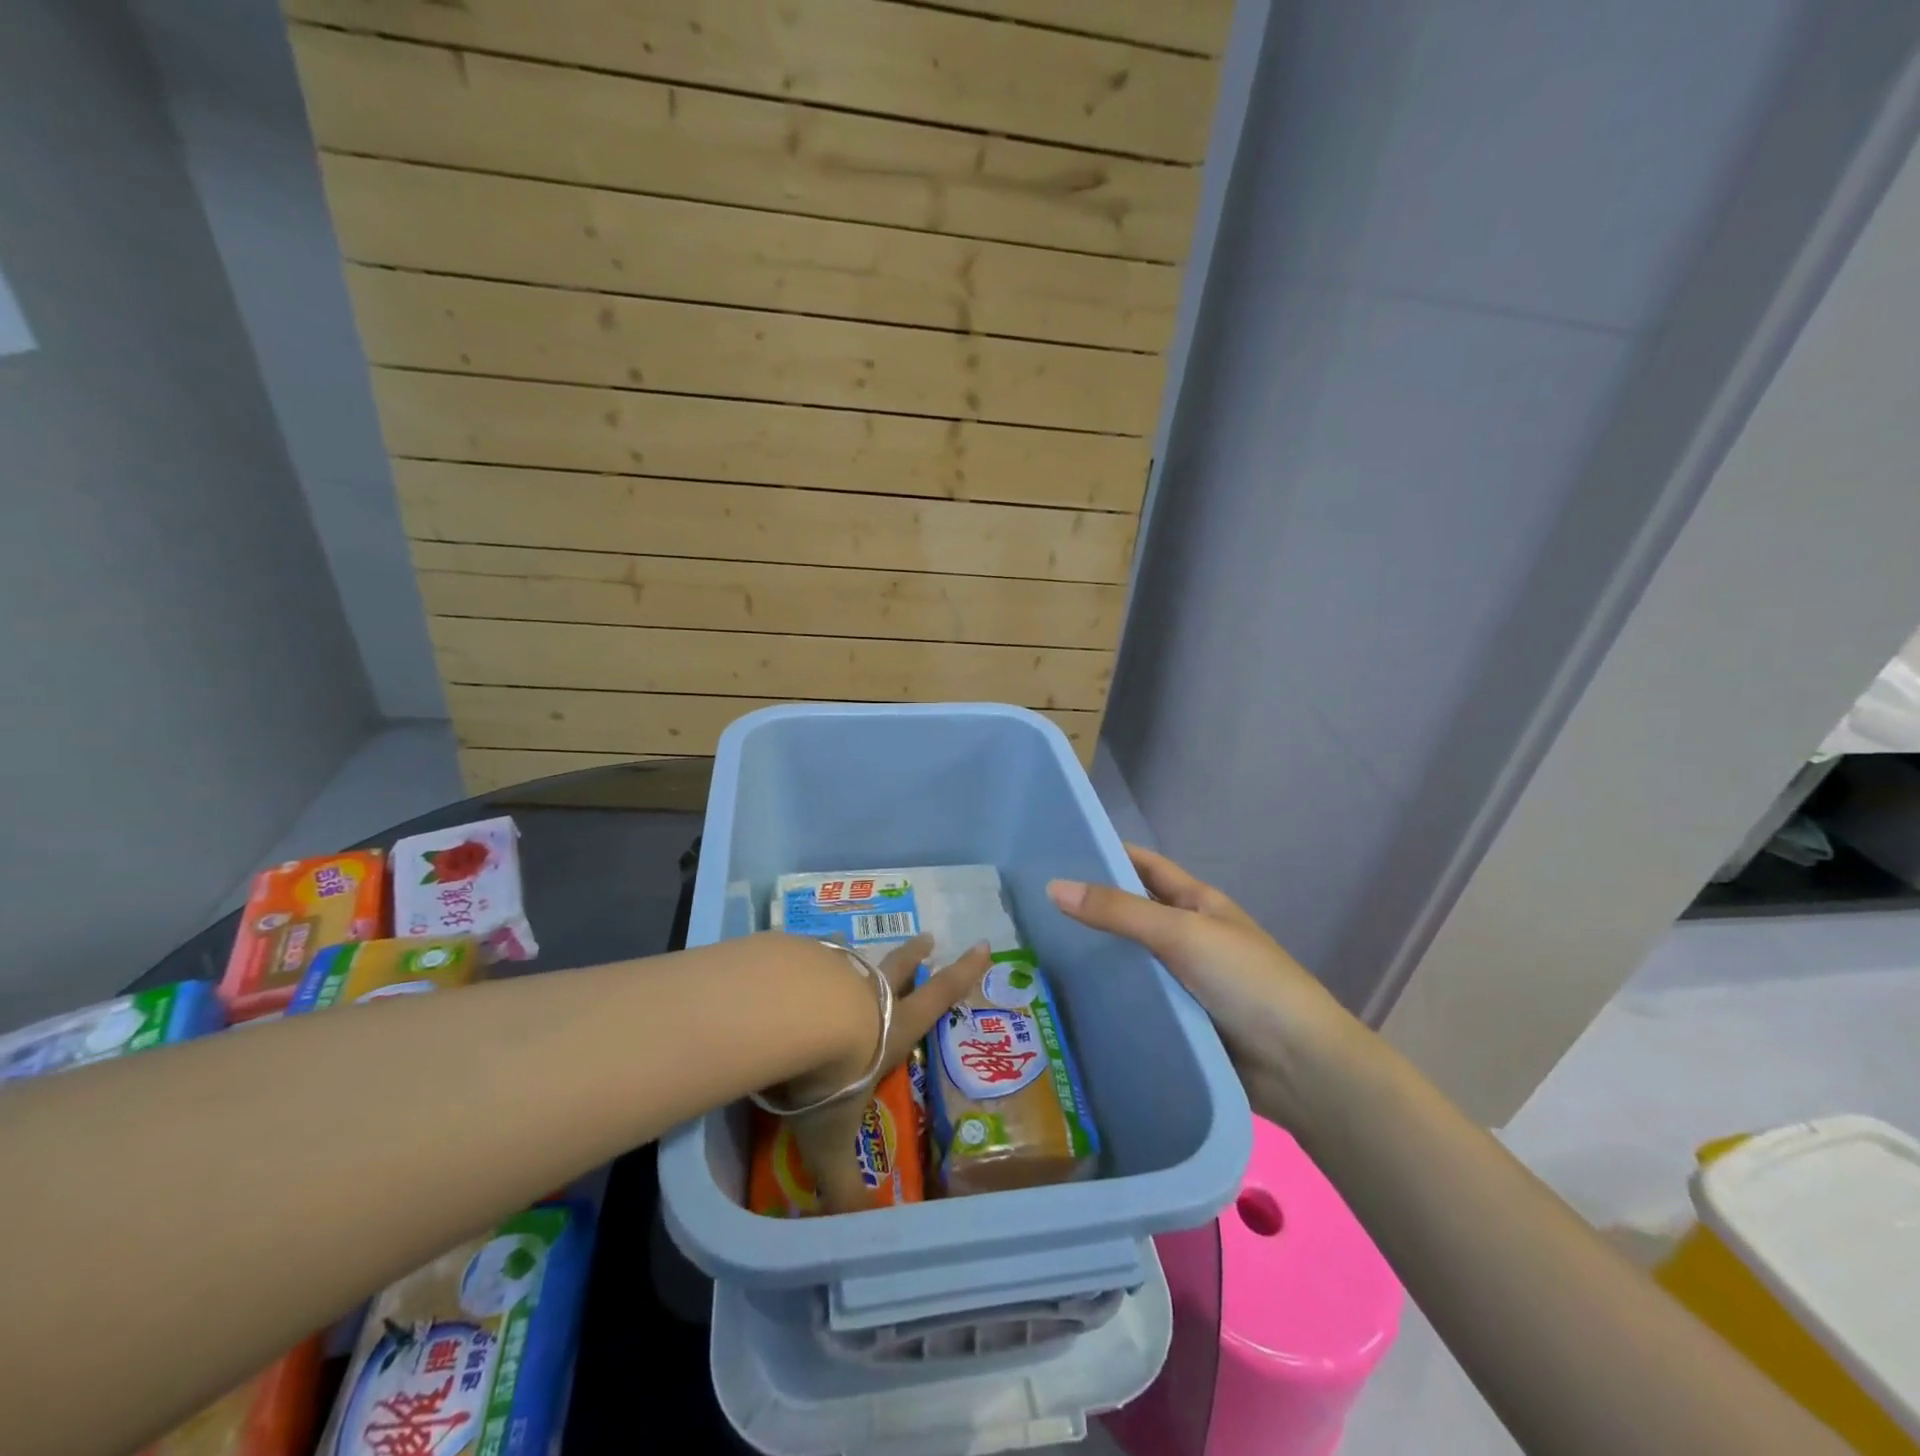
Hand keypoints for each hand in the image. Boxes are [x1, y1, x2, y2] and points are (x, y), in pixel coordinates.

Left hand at [782, 934, 988, 1211]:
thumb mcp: (832, 1139)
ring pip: (853, 958)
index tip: (982, 945)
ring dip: (857, 954)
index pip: (937, 999)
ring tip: (852, 942)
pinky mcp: (800, 957)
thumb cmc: (827, 1076)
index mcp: (891, 1030)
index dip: (962, 974)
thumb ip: (841, 1183)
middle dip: (915, 955)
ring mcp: (835, 969)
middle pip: (898, 967)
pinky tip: (792, 956)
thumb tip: (851, 1231)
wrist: (787, 1016)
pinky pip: (809, 953)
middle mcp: (868, 994)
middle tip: (928, 937)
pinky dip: (808, 955)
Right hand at [1047, 845, 1350, 1124]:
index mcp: (1197, 903)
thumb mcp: (1181, 932)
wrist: (1299, 1066)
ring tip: (1036, 954)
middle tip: (1031, 910)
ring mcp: (1184, 981)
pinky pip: (1137, 1002)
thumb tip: (1053, 887)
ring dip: (1094, 958)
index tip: (1057, 852)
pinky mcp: (1179, 1021)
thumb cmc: (1245, 980)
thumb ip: (1119, 911)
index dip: (1108, 854)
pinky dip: (1108, 999)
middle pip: (1132, 914)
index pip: (1145, 867)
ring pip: (1130, 961)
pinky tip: (1069, 1001)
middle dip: (1090, 910)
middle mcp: (1188, 937)